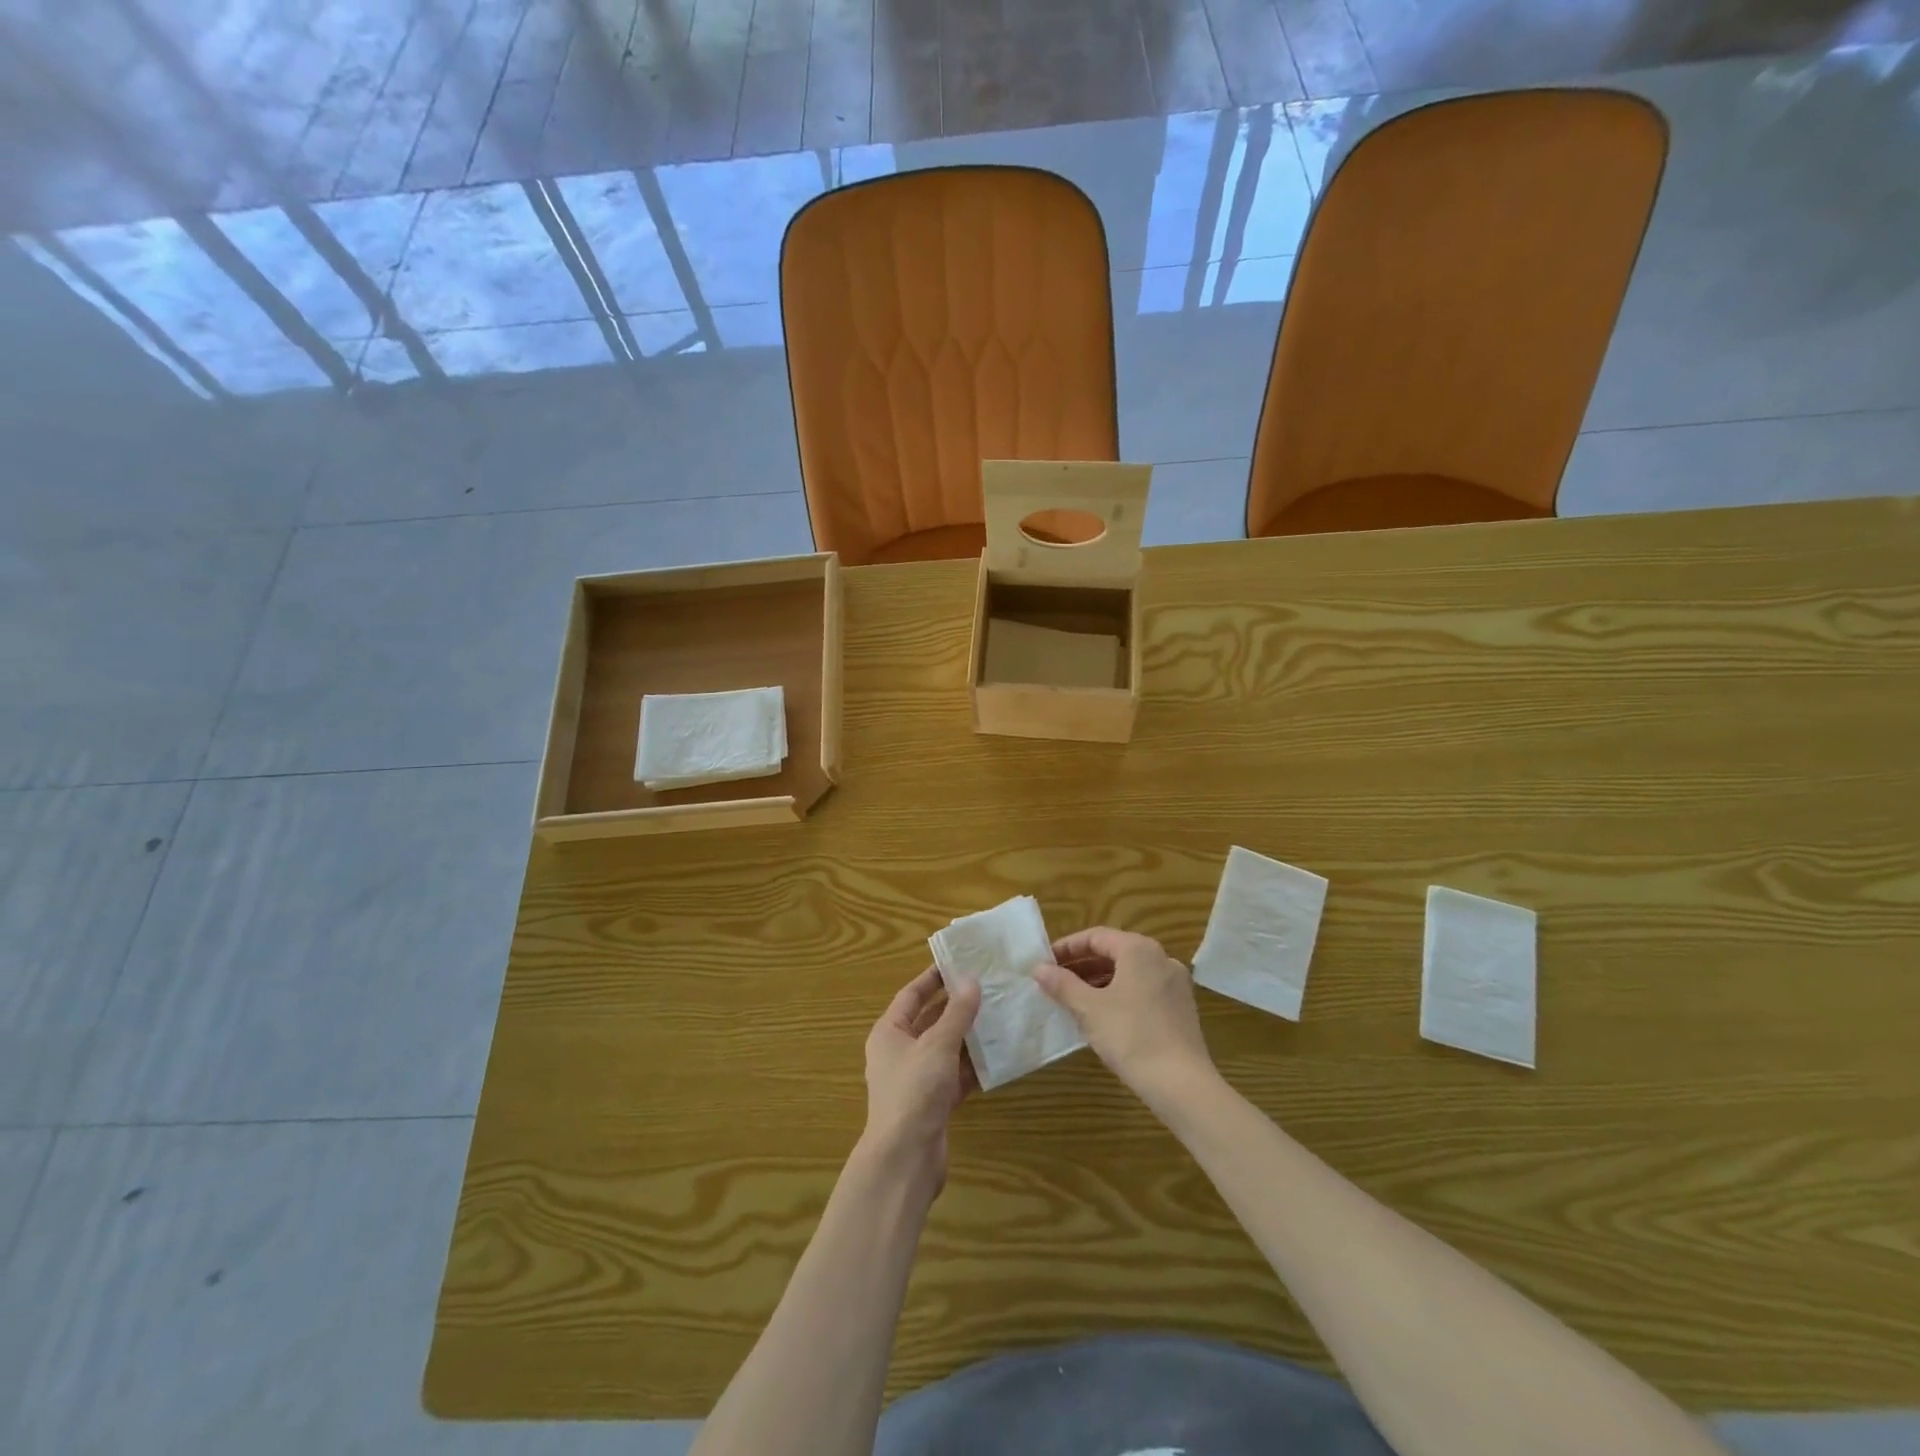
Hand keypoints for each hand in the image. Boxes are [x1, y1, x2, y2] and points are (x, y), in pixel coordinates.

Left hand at [860, 968, 980, 1187]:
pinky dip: (973, 1067)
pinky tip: (999, 1057)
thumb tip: (971, 980)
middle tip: (988, 988)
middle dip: (957, 1007)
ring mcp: (917, 1080)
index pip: (911, 995)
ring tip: (1000, 1017)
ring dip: (969, 1037)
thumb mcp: (937, 1044)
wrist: (905, 1159)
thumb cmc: (914, 1091)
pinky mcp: (933, 1103)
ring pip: (946, 1049)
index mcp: (889, 1032)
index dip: (933, 978)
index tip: (959, 962)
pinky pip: (955, 1076)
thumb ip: (957, 1013)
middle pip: (930, 1021)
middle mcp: (899, 1052)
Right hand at [1034, 927, 1215, 1111]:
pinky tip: (1102, 1016)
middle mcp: (1161, 959)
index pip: (1096, 937)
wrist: (1181, 1084)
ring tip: (1073, 999)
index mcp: (1139, 950)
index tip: (1045, 962)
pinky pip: (1143, 990)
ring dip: (1099, 981)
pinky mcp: (1181, 1008)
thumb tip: (1038, 968)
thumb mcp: (1089, 1009)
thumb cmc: (1131, 1036)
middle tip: (1055, 981)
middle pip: (1114, 952)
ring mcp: (1175, 984)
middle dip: (1082, 965)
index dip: (1068, 947)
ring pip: (1129, 973)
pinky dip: (1120, 995)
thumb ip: (1062, 984)